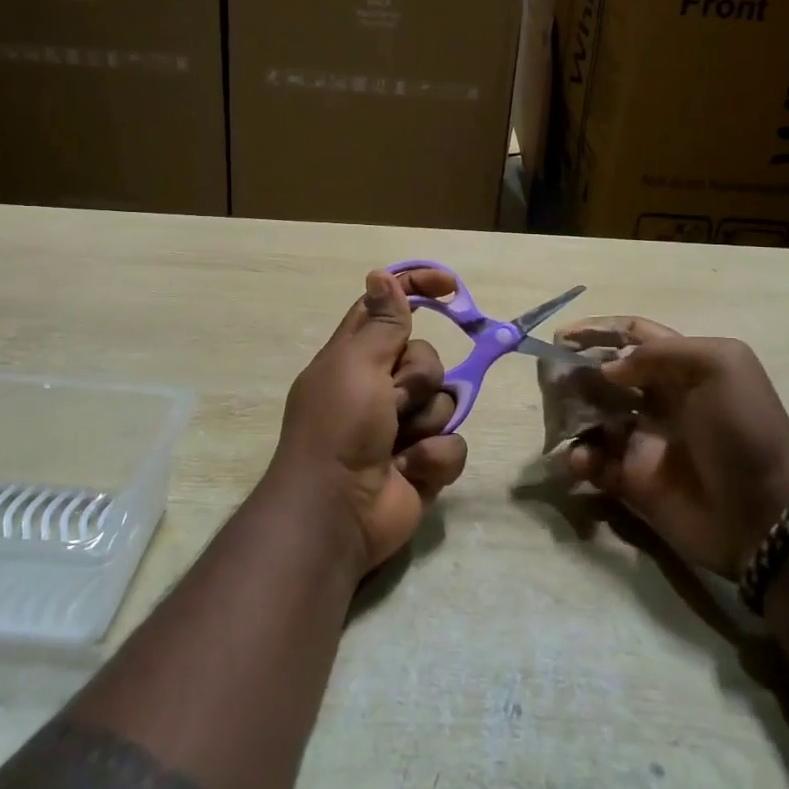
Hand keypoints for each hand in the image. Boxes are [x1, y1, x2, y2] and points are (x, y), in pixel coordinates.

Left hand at [276, 267, 468, 571]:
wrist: (336, 514)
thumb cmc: (338, 428)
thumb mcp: (356, 365)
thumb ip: (381, 322)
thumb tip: (381, 274)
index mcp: (355, 357)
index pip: (388, 307)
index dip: (417, 289)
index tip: (451, 287)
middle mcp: (378, 387)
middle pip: (425, 358)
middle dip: (417, 379)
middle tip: (392, 399)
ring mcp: (402, 427)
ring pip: (444, 401)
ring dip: (425, 422)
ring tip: (399, 444)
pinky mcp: (422, 462)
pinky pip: (452, 444)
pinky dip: (434, 457)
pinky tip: (411, 470)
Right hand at [564, 319, 788, 577]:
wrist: (766, 514)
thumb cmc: (743, 430)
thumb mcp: (719, 367)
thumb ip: (660, 354)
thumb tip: (610, 368)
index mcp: (682, 368)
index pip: (633, 336)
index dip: (598, 329)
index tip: (562, 336)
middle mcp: (660, 400)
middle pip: (606, 375)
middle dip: (577, 371)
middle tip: (551, 378)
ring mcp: (645, 441)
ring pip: (594, 417)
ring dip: (572, 413)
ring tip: (561, 417)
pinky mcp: (634, 481)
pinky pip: (596, 464)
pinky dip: (581, 459)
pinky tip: (581, 459)